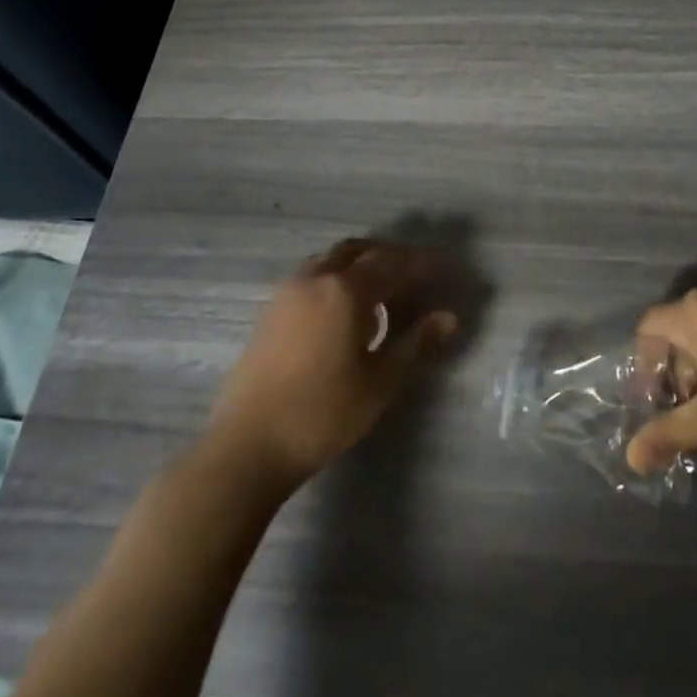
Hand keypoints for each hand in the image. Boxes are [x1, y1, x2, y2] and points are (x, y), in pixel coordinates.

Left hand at [205, 239, 458, 486]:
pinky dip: (337, 279)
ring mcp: (288, 291)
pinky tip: (346, 313)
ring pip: (333, 260)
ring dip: (361, 265)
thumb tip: (449, 317)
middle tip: (415, 278)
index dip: (422, 264)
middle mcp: (316, 277)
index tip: (445, 269)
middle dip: (390, 257)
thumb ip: (416, 344)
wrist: (246, 446)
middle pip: (360, 250)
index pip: (393, 262)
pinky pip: (313, 276)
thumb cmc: (322, 414)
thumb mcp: (380, 383)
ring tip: (383, 295)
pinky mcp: (271, 310)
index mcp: (345, 289)